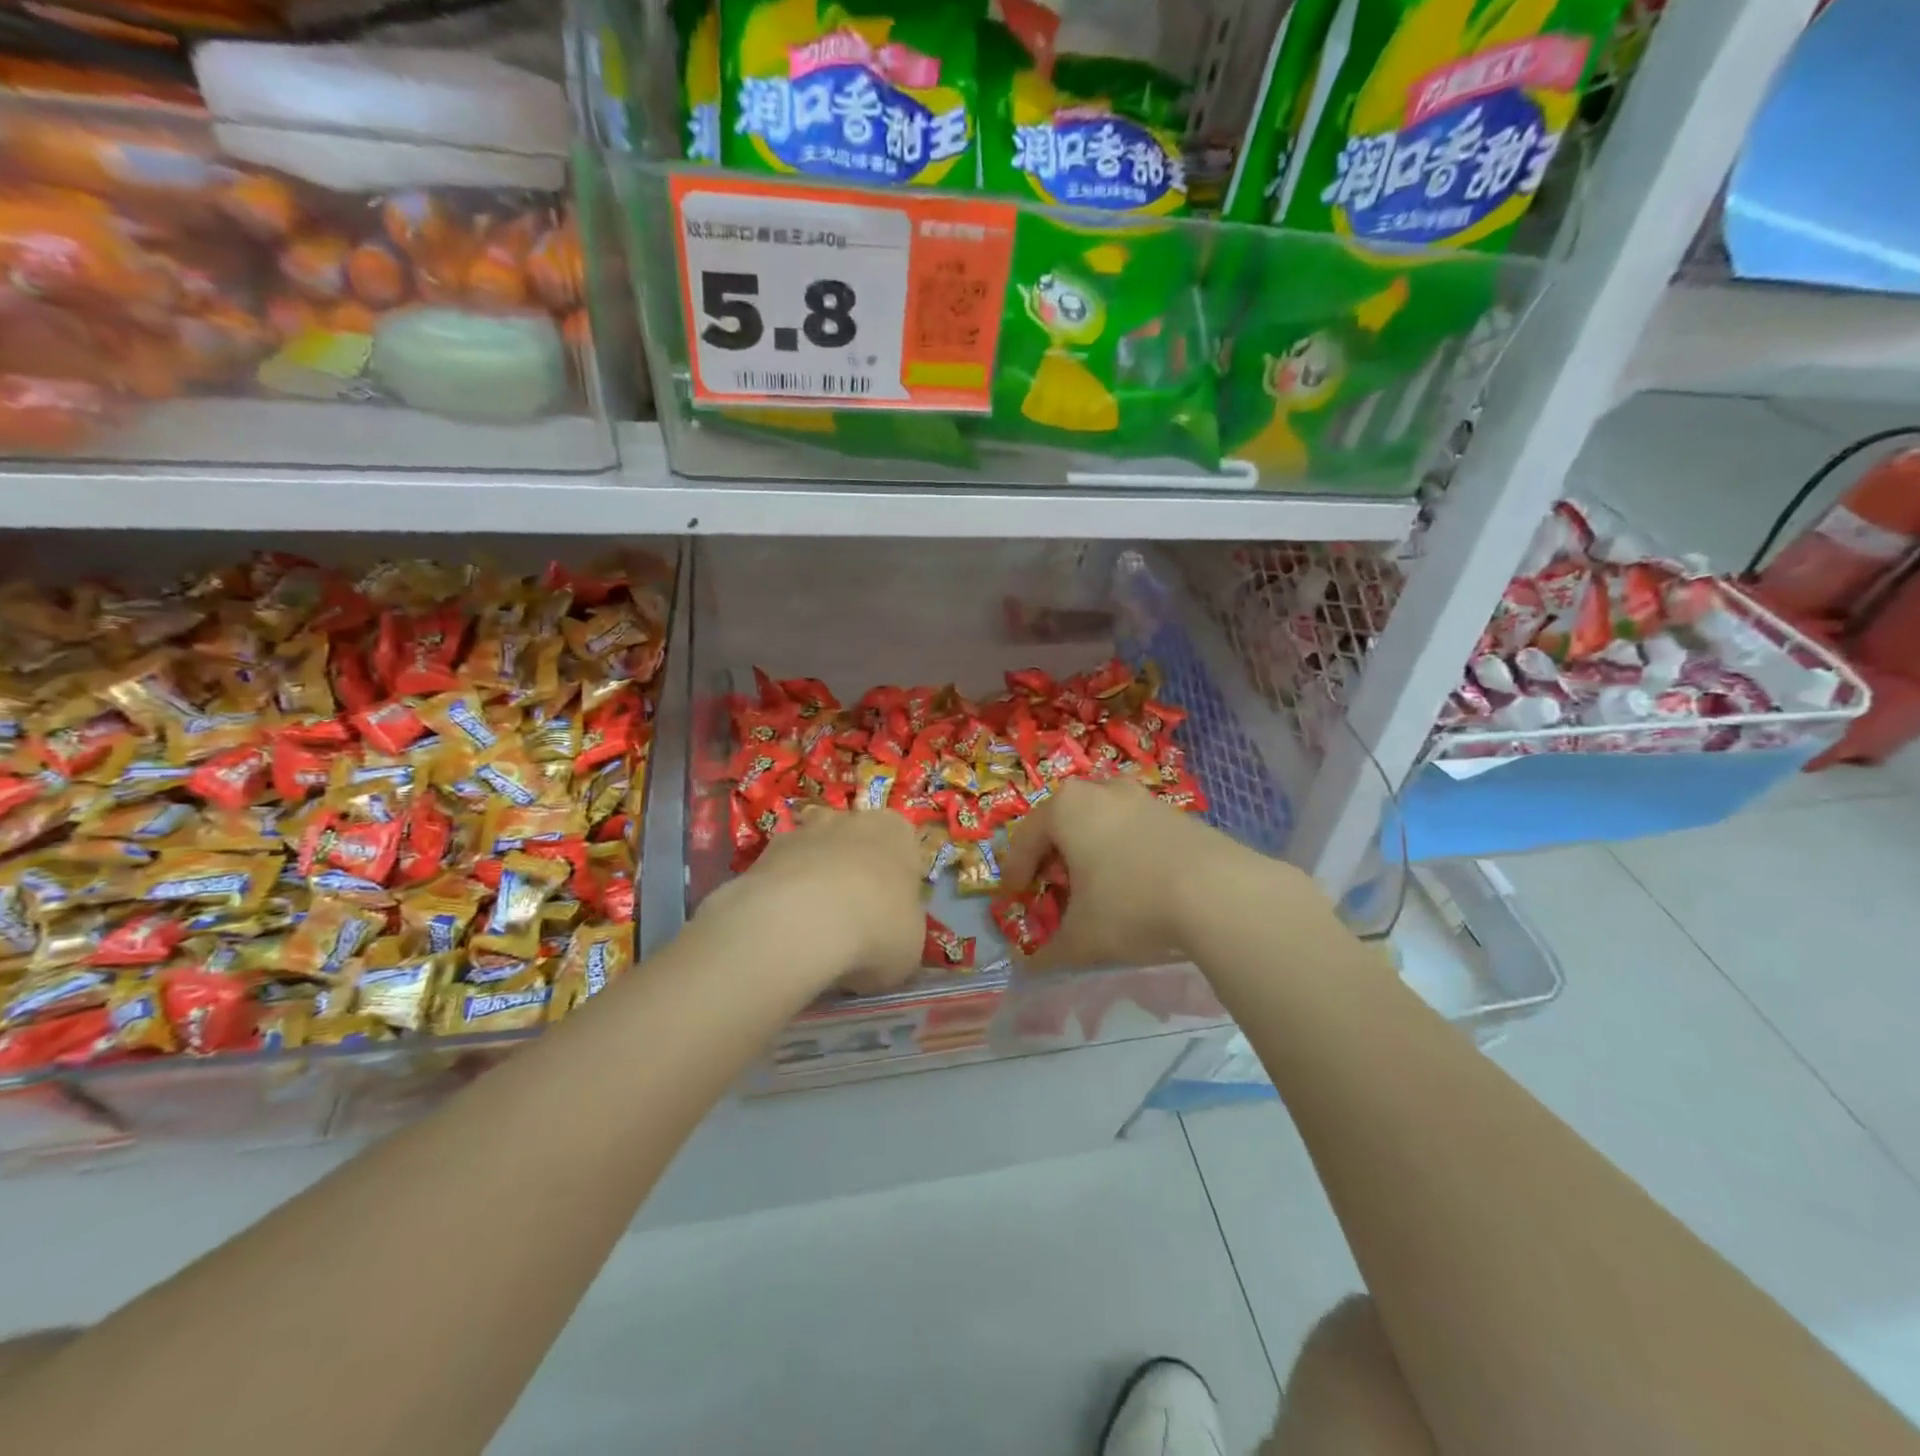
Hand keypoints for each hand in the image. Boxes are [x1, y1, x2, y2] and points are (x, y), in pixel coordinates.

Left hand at [700, 806, 924, 996]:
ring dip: (812, 881)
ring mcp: (803, 831)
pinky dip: (779, 897)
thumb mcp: (910, 944)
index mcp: (896, 832)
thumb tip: (886, 939)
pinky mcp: (762, 852)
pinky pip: (779, 875)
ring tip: (810, 929)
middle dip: (851, 873)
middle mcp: (851, 820)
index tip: (888, 913)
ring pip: (812, 854)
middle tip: (850, 921)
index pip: (902, 847)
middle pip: (854, 844)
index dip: (895, 881)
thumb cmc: (877, 928)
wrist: (803, 922)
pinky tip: (781, 931)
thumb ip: (901, 929)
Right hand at [1001, 778, 1286, 965]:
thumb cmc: (1131, 905)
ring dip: (1092, 850)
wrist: (1221, 893)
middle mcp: (1101, 791)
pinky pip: (1135, 830)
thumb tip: (1029, 970)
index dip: (1015, 870)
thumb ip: (1049, 953)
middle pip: (1064, 821)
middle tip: (1052, 886)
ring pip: (1102, 821)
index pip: (1025, 838)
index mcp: (1066, 808)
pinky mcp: (1178, 814)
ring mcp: (1143, 798)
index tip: (1014, 894)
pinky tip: (1136, 885)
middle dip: (1054, 854)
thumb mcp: (1082, 939)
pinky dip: (1125, 852)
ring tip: (1095, 886)